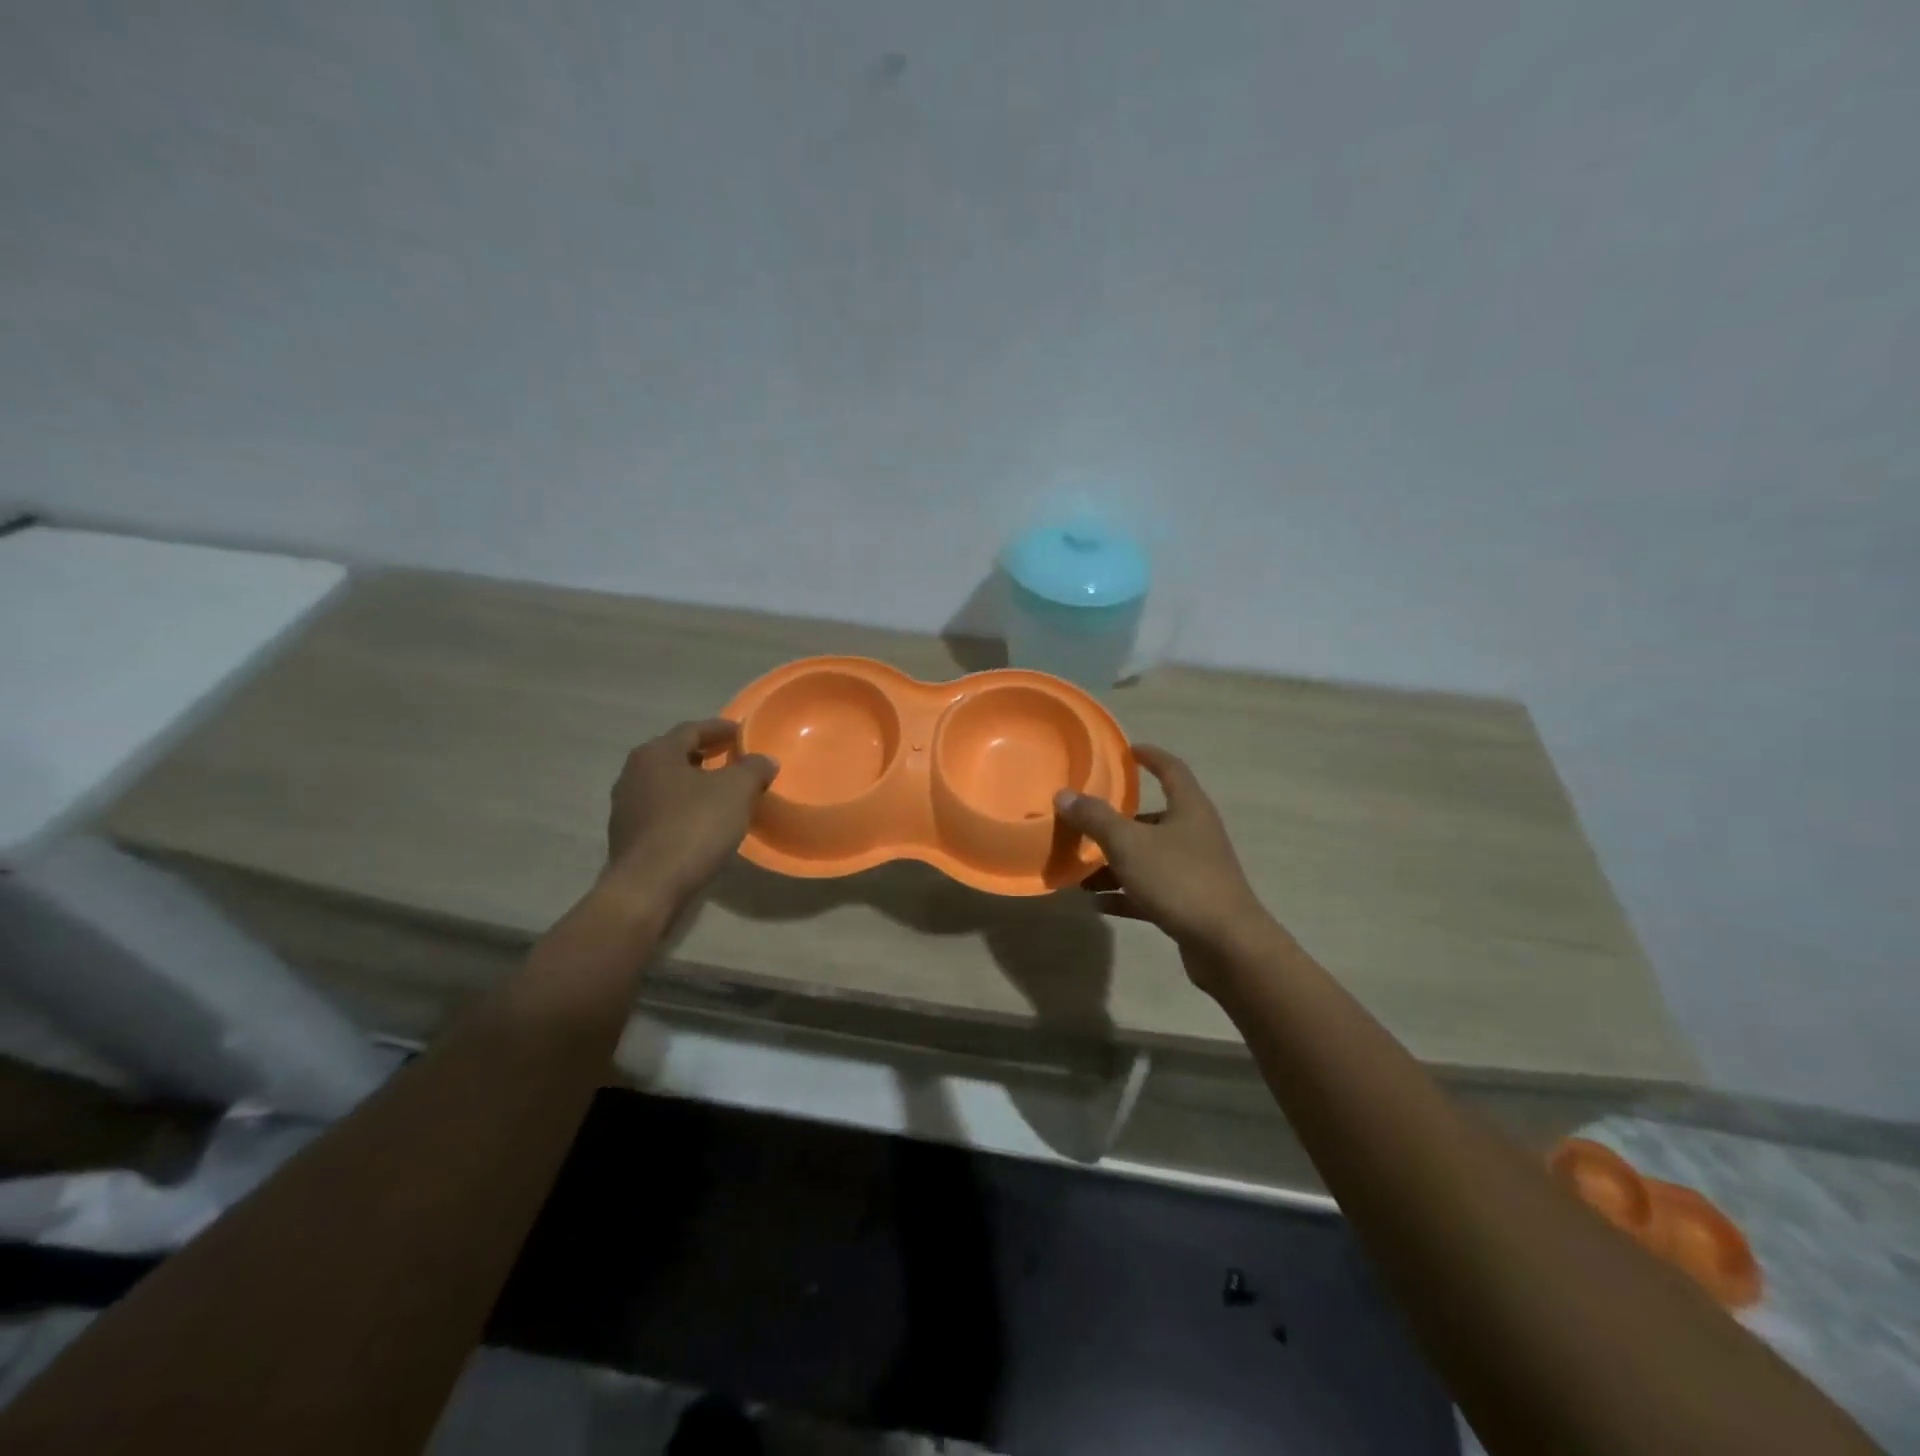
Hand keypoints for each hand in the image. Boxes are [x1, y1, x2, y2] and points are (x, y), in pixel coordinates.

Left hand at [603, 720, 777, 909]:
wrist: (649, 887)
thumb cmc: (693, 827)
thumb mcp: (736, 791)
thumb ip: (753, 768)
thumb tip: (764, 759)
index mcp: (656, 753)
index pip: (692, 730)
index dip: (721, 729)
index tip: (743, 732)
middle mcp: (633, 773)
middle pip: (676, 755)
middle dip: (706, 755)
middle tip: (734, 759)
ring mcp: (626, 807)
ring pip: (668, 785)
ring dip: (694, 784)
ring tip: (722, 792)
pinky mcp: (628, 836)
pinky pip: (662, 811)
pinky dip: (684, 808)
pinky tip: (703, 822)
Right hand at [1054, 744, 1275, 971]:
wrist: (1227, 945)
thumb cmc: (1179, 879)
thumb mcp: (1129, 843)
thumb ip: (1095, 818)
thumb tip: (1064, 794)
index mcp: (1189, 809)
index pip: (1171, 769)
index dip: (1150, 756)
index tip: (1127, 751)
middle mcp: (1195, 834)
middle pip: (1153, 818)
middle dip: (1117, 820)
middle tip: (1084, 820)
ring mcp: (1194, 870)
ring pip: (1147, 857)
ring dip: (1115, 861)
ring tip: (1079, 870)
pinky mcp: (1189, 904)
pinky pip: (1149, 891)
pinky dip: (1124, 893)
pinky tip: (1095, 903)